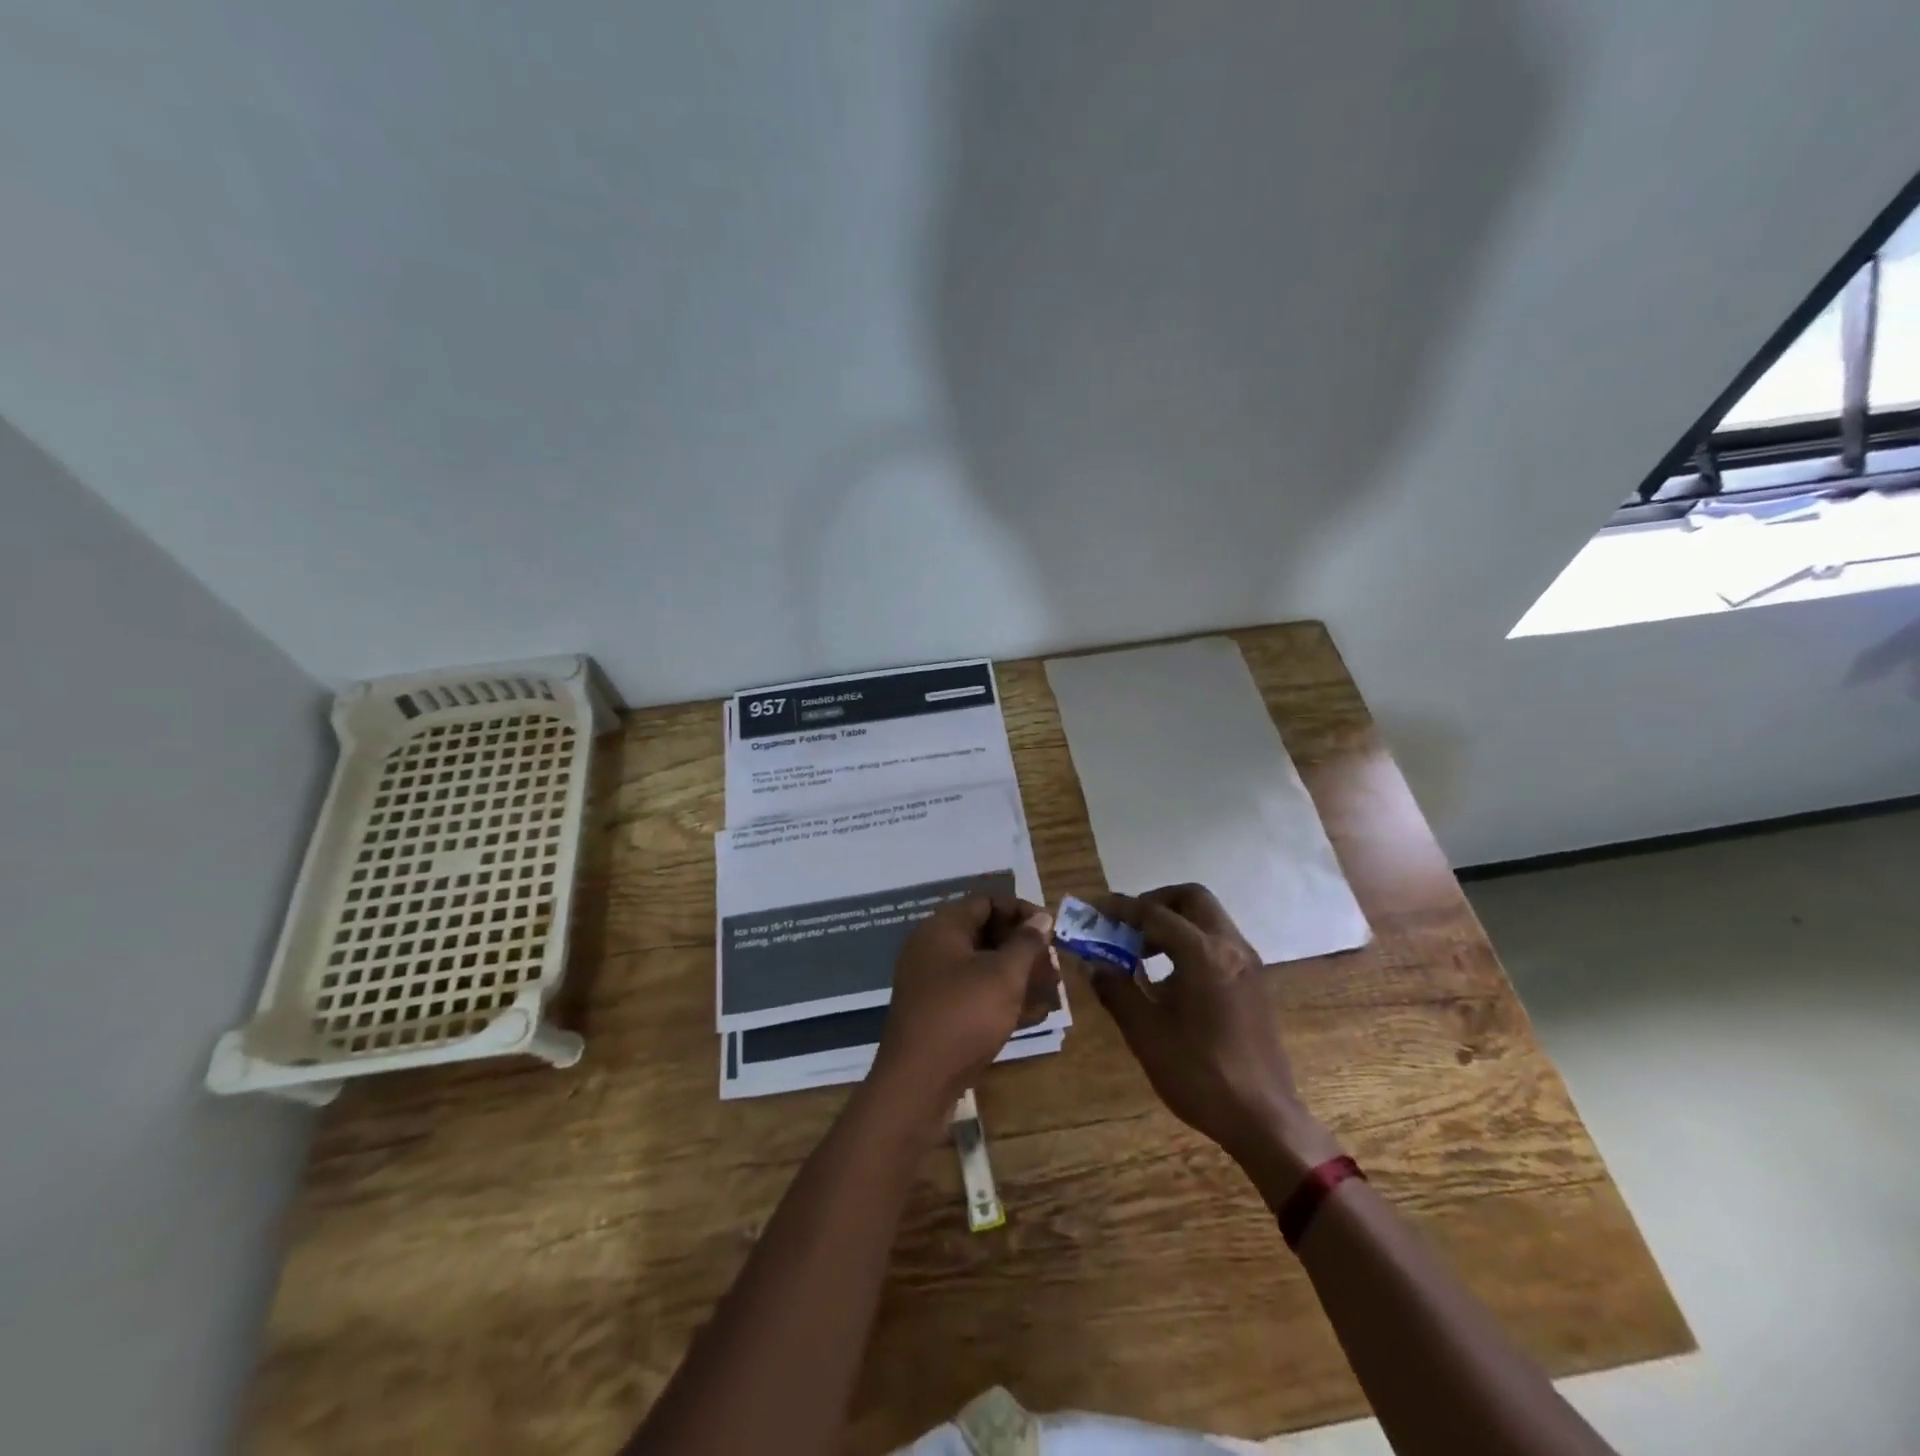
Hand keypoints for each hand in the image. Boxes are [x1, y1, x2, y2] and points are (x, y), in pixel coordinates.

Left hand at [871, 893, 1058, 1119]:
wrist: (917, 1083)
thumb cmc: (963, 1016)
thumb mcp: (1003, 975)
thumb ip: (1026, 943)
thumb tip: (1041, 917)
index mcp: (943, 927)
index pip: (987, 901)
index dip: (1021, 910)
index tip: (1051, 929)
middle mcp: (934, 948)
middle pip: (986, 933)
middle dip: (1024, 948)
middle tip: (1055, 966)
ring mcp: (934, 982)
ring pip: (983, 967)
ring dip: (1019, 976)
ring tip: (1053, 992)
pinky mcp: (938, 1013)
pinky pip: (975, 994)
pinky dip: (1003, 999)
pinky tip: (1035, 1015)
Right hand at [1084, 885, 1338, 1177]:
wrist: (1263, 1119)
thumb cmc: (1200, 1074)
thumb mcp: (1146, 1033)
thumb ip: (1116, 989)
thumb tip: (1092, 963)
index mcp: (1204, 954)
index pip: (1155, 913)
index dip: (1121, 908)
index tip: (1095, 909)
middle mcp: (1231, 947)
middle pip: (1192, 899)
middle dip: (1155, 903)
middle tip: (1127, 926)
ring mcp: (1248, 964)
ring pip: (1208, 919)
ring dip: (1174, 922)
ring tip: (1142, 953)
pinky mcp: (1255, 983)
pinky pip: (1219, 942)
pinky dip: (1191, 942)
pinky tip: (1170, 977)